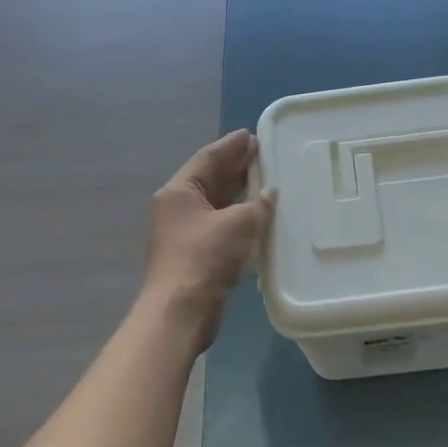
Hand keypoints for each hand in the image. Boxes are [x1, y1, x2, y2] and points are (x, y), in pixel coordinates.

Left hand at [141, 130, 274, 349]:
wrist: (181, 310)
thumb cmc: (205, 257)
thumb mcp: (238, 224)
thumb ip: (257, 205)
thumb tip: (270, 193)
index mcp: (179, 192)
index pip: (207, 158)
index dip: (230, 146)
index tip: (251, 135)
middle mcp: (177, 207)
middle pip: (209, 179)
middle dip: (235, 166)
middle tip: (261, 153)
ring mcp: (184, 232)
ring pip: (215, 203)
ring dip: (238, 192)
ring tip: (265, 179)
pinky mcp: (195, 254)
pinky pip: (220, 225)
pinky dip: (238, 216)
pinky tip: (258, 215)